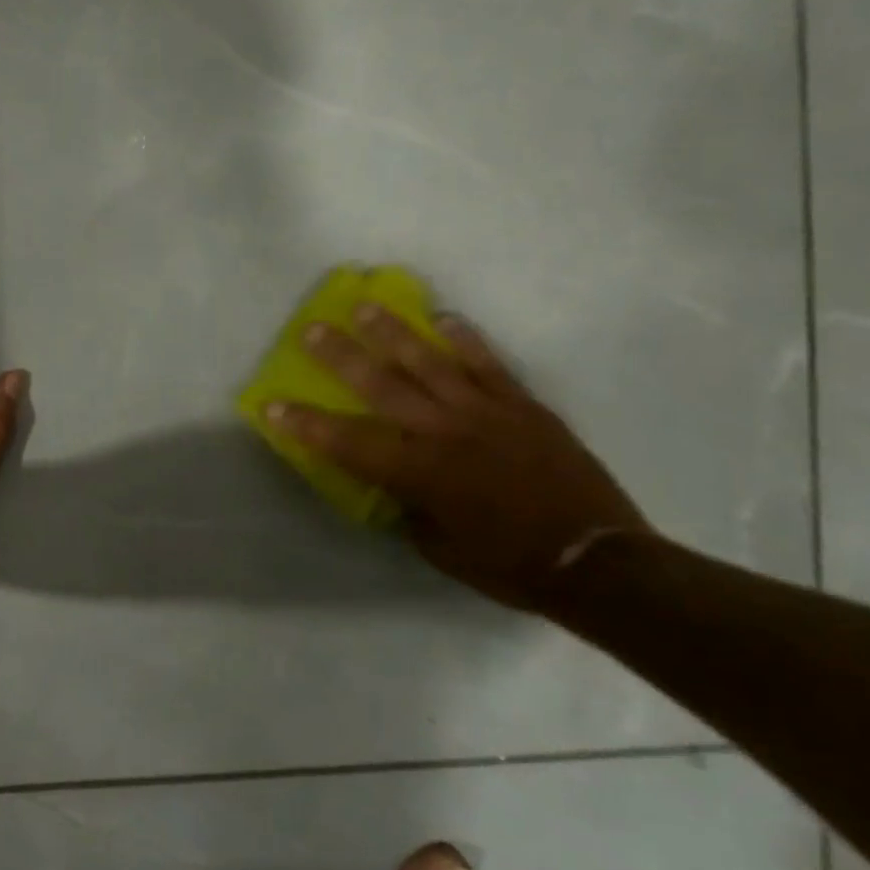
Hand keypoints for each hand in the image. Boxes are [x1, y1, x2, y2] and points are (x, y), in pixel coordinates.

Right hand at [266, 305, 650, 610]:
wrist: (597, 561)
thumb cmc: (507, 564)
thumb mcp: (438, 548)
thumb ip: (409, 508)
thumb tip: (396, 485)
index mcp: (418, 473)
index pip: (347, 442)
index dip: (305, 423)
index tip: (272, 403)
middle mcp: (444, 432)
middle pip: (382, 386)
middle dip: (341, 357)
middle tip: (313, 329)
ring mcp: (486, 412)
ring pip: (430, 363)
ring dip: (394, 333)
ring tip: (366, 306)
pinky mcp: (523, 406)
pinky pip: (488, 364)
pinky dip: (465, 339)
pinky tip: (445, 317)